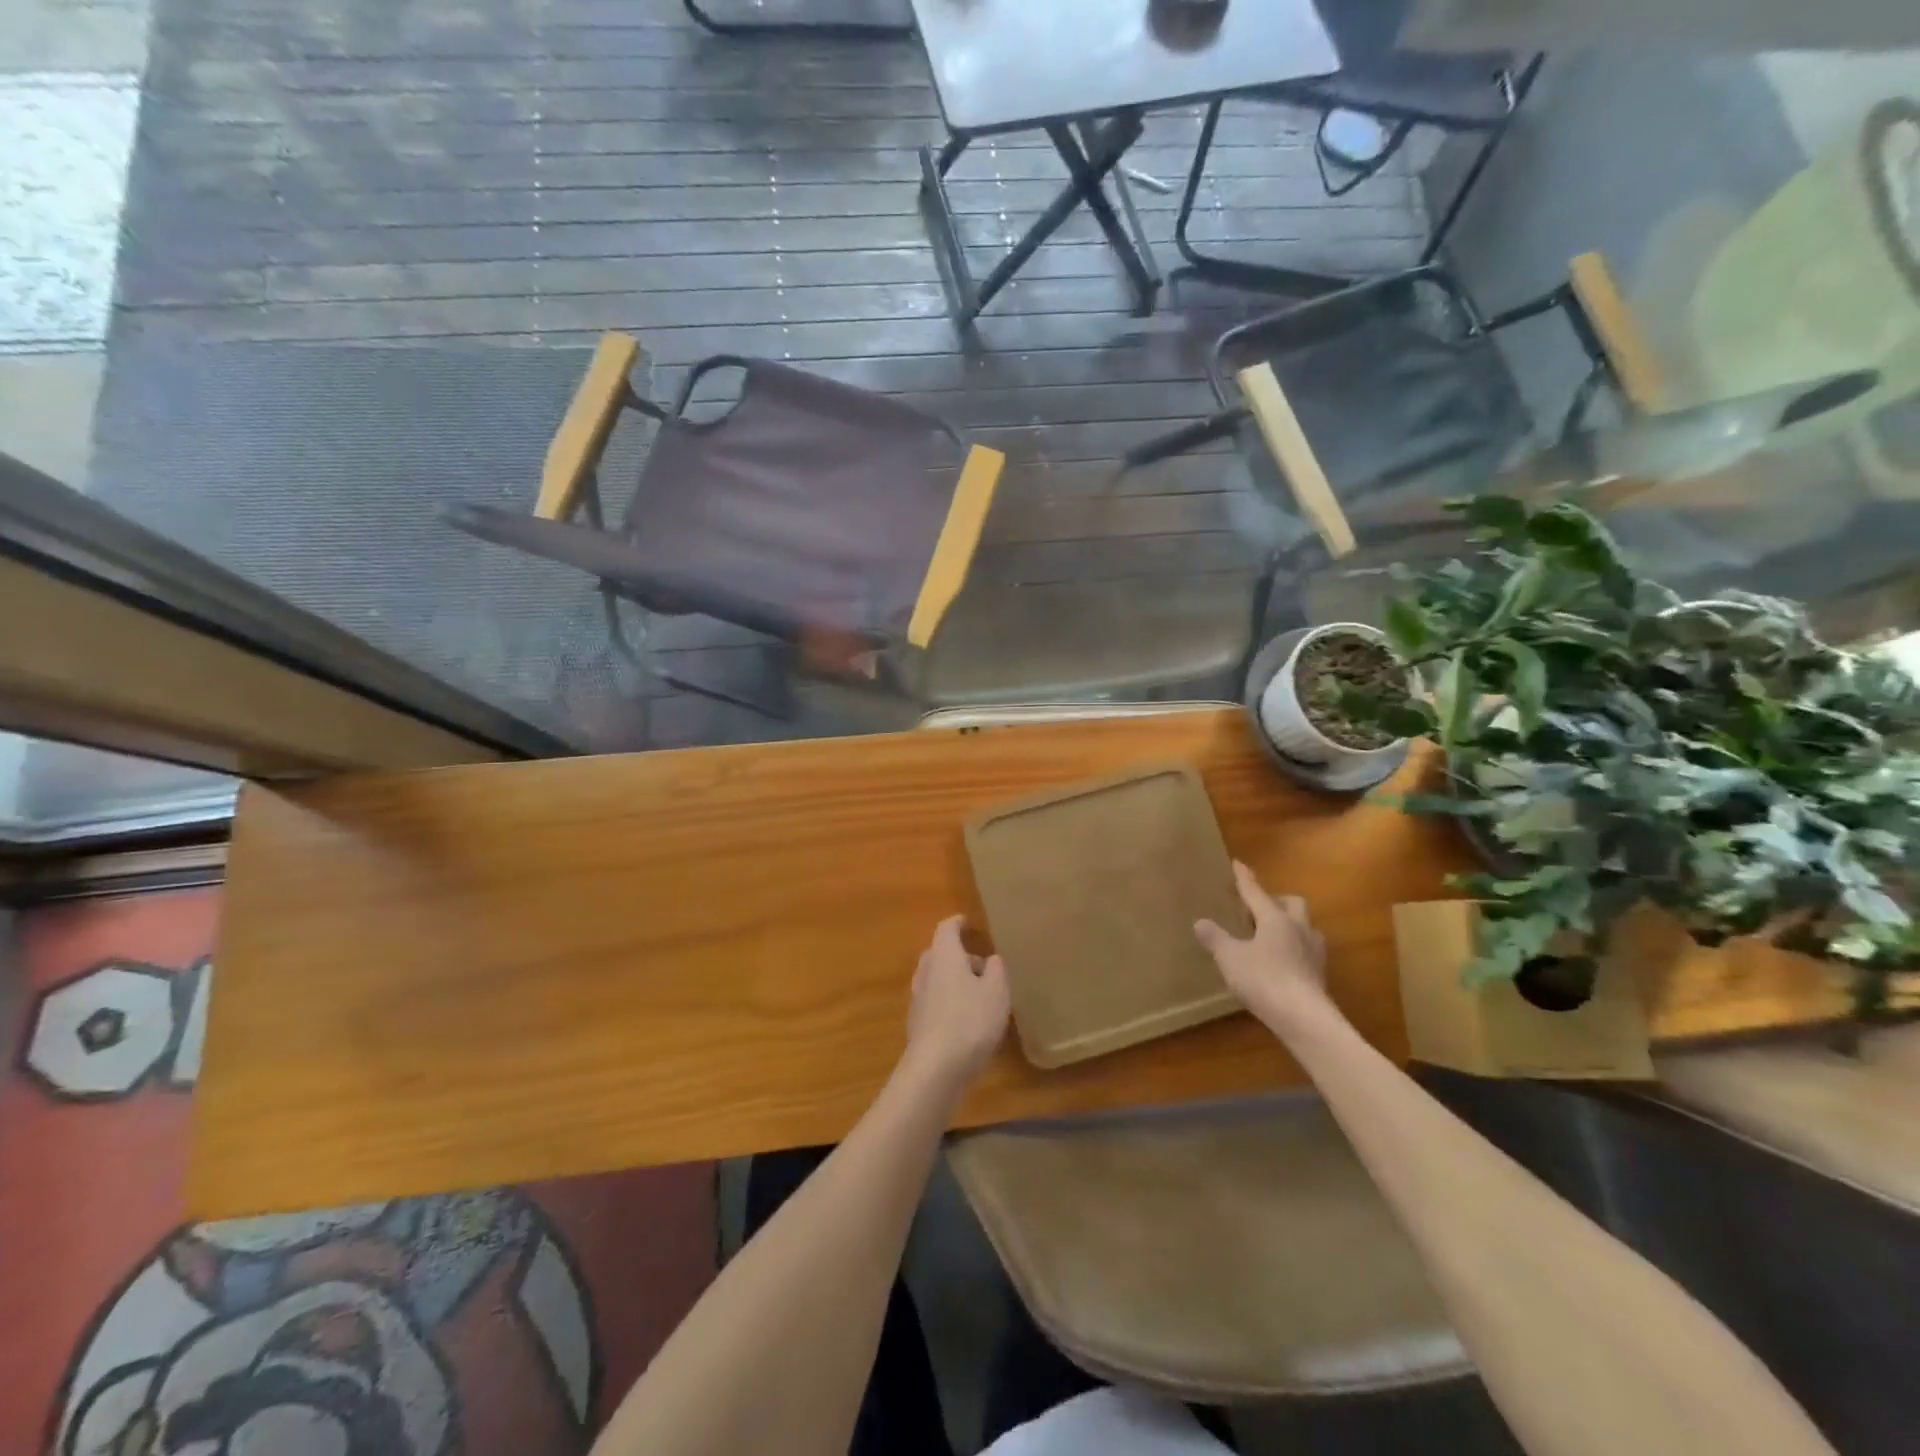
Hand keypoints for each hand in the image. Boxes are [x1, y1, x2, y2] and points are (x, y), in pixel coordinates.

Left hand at [902, 916, 1010, 1092]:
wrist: (936, 1068)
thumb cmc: (970, 1020)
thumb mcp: (997, 991)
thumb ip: (996, 969)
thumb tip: (991, 959)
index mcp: (943, 955)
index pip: (947, 928)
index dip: (958, 923)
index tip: (969, 923)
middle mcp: (925, 971)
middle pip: (940, 953)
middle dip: (960, 956)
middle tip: (983, 965)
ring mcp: (918, 998)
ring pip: (937, 978)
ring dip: (955, 980)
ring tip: (980, 994)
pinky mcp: (917, 1023)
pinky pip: (935, 1001)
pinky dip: (950, 1001)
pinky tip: (967, 1019)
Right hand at [1194, 862, 1332, 1029]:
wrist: (1304, 1018)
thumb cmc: (1264, 980)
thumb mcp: (1230, 958)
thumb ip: (1215, 939)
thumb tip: (1200, 922)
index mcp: (1275, 919)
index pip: (1256, 892)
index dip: (1245, 879)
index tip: (1238, 863)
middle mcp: (1299, 928)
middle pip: (1292, 903)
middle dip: (1276, 900)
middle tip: (1258, 908)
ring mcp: (1314, 951)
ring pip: (1304, 926)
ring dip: (1290, 924)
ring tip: (1272, 935)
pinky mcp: (1320, 974)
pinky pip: (1307, 949)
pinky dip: (1294, 948)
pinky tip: (1282, 962)